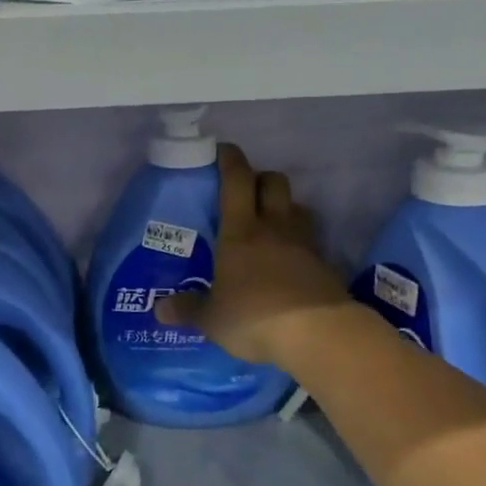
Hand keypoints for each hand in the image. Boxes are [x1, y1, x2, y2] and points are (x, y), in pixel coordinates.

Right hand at [157, 143, 351, 365]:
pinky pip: (311, 240)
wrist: (319, 334)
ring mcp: (304, 244)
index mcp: (241, 231)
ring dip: (283, 208)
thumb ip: (189, 309)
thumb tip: (160, 310)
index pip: (237, 180)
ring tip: (269, 225)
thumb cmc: (255, 317)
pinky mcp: (325, 265)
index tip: (222, 151)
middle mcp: (275, 227)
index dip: (230, 160)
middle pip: (274, 182)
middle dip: (260, 178)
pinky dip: (299, 242)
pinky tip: (289, 261)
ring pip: (297, 208)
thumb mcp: (213, 319)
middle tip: (245, 192)